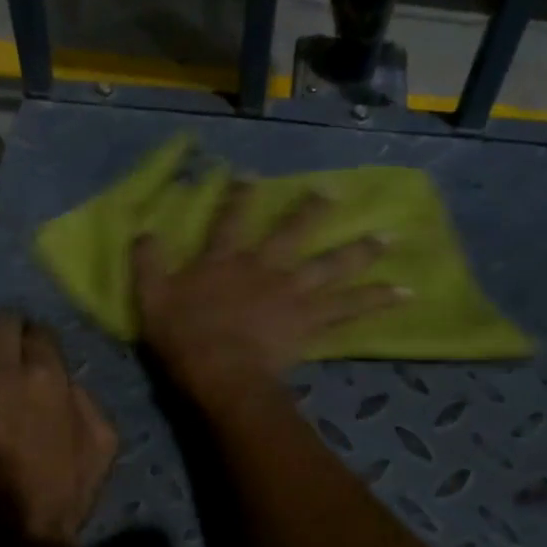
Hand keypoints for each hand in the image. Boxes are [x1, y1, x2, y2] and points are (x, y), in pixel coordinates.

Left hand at [0, 316, 117, 546]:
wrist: (7, 530)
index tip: (42, 348)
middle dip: (9, 327)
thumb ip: (88, 402)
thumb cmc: (62, 490)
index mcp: (45, 378)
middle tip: (14, 342)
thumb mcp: (103, 445)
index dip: (42, 337)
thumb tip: (68, 384)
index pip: (40, 332)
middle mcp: (1, 373)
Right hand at [133, 180, 404, 401]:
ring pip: (332, 268)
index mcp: (226, 260)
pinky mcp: (311, 323)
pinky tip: (403, 295)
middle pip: (294, 234)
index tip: (251, 173)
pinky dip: (376, 302)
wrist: (221, 373)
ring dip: (361, 253)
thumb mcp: (151, 298)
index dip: (240, 195)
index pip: (231, 219)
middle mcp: (265, 268)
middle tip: (337, 193)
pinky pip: (348, 311)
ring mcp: (293, 295)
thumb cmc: (185, 338)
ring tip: (389, 240)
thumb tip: (143, 230)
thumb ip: (147, 263)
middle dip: (314, 212)